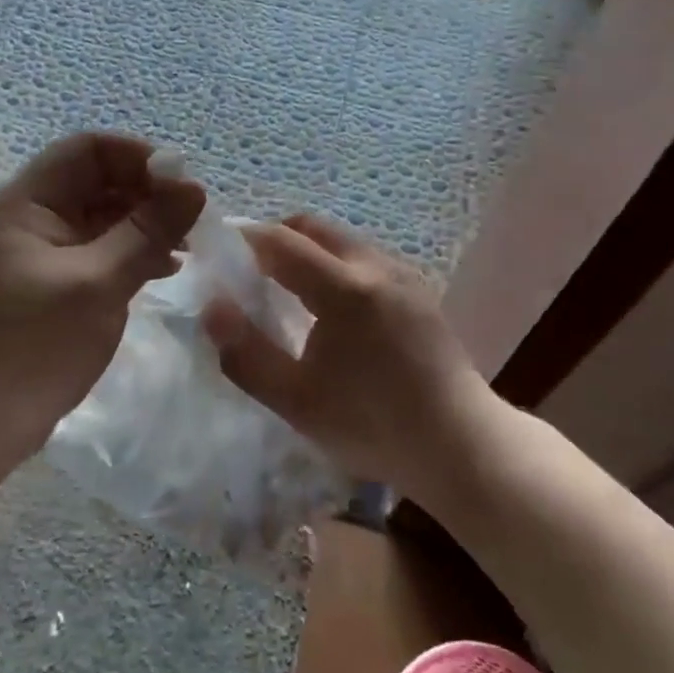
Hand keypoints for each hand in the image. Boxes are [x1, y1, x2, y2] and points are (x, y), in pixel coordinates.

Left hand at [0, 132, 204, 530]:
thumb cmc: (31, 346)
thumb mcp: (96, 283)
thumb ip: (147, 232)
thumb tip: (195, 188)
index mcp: (28, 200)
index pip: (90, 149)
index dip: (140, 157)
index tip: (186, 184)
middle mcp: (33, 216)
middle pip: (99, 181)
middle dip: (149, 192)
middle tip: (196, 219)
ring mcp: (43, 252)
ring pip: (104, 217)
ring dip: (146, 224)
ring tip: (190, 244)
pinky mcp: (54, 284)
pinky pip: (100, 251)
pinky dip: (133, 253)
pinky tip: (167, 268)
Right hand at [202, 215, 496, 502]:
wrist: (460, 444)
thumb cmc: (372, 425)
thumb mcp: (296, 400)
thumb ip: (246, 353)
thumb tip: (213, 308)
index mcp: (344, 287)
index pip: (281, 241)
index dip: (245, 240)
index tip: (219, 253)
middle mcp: (375, 265)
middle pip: (314, 227)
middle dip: (276, 238)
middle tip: (251, 270)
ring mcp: (403, 274)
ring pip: (342, 240)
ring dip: (308, 250)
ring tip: (289, 290)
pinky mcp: (419, 290)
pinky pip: (365, 258)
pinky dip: (336, 264)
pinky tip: (333, 308)